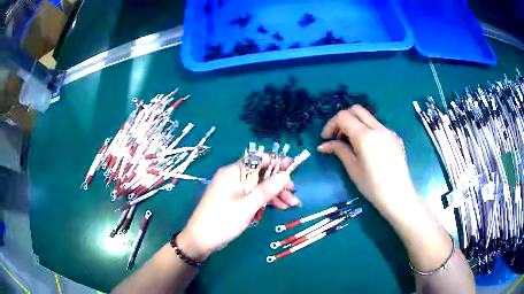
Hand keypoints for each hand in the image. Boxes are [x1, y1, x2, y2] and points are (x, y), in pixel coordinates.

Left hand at [177, 161, 295, 260]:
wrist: (200, 240)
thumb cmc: (222, 221)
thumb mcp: (247, 206)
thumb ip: (267, 190)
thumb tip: (285, 175)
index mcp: (232, 172)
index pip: (257, 159)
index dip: (276, 162)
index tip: (293, 167)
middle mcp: (232, 177)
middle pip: (260, 174)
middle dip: (278, 183)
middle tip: (294, 193)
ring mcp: (233, 189)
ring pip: (258, 186)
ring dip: (274, 194)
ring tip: (291, 204)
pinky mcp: (233, 200)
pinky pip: (252, 196)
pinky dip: (264, 201)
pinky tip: (278, 207)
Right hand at [317, 105, 418, 213]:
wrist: (398, 196)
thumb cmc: (372, 186)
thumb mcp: (352, 169)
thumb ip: (338, 150)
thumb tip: (323, 145)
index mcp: (365, 135)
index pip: (343, 116)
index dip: (331, 125)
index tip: (326, 139)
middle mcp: (378, 128)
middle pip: (356, 110)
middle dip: (343, 119)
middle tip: (338, 137)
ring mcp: (389, 131)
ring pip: (368, 117)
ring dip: (356, 124)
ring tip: (352, 144)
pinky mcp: (395, 138)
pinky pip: (378, 126)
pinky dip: (368, 130)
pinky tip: (369, 149)